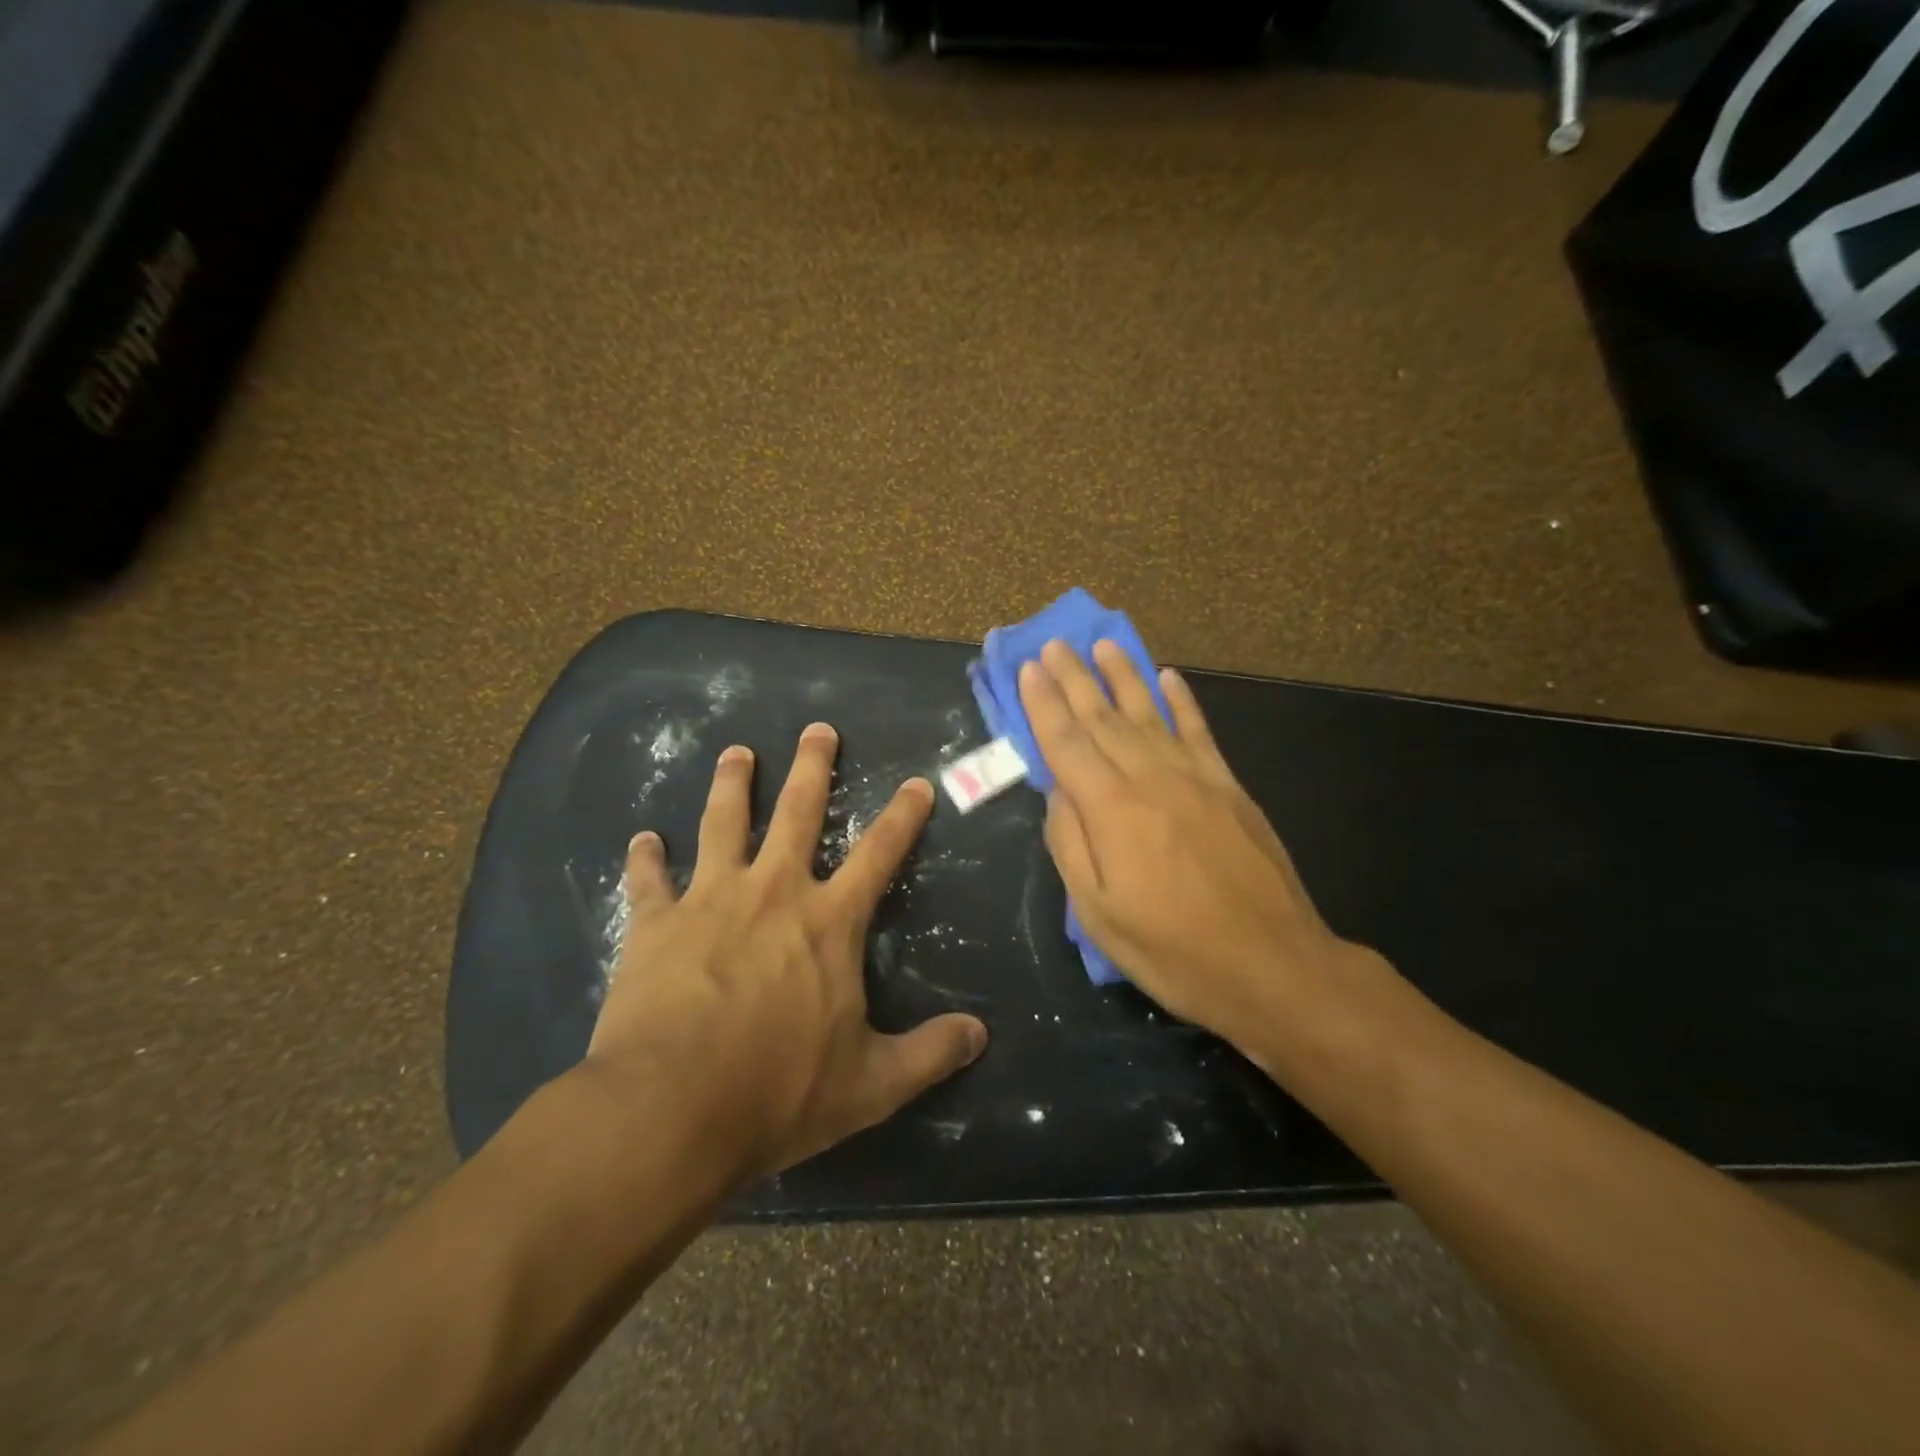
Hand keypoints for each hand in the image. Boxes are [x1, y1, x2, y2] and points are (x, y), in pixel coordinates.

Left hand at [582, 724, 988, 1185]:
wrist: (670, 1110)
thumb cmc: (779, 1092)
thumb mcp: (871, 1084)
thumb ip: (929, 1054)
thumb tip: (981, 1035)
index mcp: (829, 922)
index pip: (879, 854)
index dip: (902, 817)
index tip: (916, 783)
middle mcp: (773, 892)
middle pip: (797, 813)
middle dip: (812, 768)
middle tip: (817, 730)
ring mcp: (710, 900)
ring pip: (723, 824)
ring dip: (732, 784)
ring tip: (736, 753)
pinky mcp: (655, 924)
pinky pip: (649, 881)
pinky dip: (646, 859)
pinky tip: (642, 839)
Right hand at [1019, 640, 1377, 1059]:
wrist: (1273, 965)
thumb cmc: (1173, 951)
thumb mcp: (1098, 914)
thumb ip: (1070, 845)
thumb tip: (1056, 792)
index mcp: (1111, 810)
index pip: (1066, 743)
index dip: (1043, 704)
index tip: (1028, 668)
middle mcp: (1150, 779)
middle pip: (1102, 718)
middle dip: (1073, 678)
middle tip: (1053, 644)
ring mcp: (1195, 778)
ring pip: (1149, 713)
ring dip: (1123, 675)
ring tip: (1103, 644)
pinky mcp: (1229, 787)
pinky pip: (1199, 731)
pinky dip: (1181, 702)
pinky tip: (1168, 678)